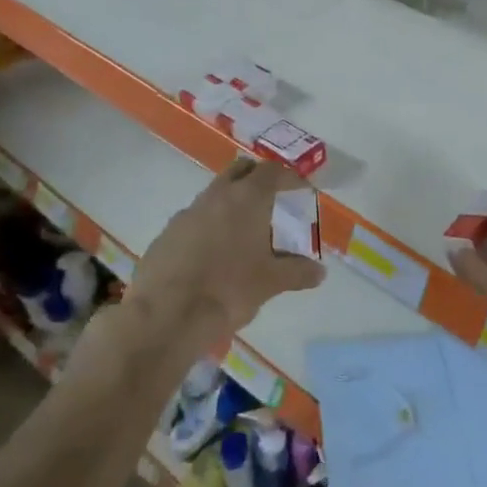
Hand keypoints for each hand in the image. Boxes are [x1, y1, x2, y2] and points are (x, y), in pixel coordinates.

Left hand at [130, 157, 325, 343]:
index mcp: (247, 199)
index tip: (301, 189)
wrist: (167, 315)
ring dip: (231, 203)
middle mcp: (216, 196)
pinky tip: (214, 255)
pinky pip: (194, 220)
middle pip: (240, 171)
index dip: (289, 177)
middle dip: (257, 178)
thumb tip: (320, 271)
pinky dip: (209, 227)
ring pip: (214, 194)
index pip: (272, 172)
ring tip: (245, 232)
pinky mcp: (166, 234)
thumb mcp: (271, 282)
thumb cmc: (229, 290)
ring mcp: (186, 213)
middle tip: (273, 199)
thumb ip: (297, 272)